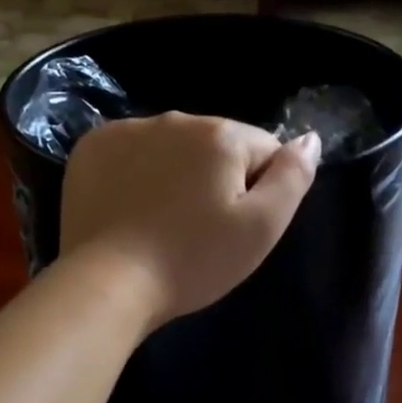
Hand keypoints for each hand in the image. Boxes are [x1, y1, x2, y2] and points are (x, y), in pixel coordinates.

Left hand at [59, 112, 319, 329]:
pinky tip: (129, 209)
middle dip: (216, 179)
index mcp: (221, 135)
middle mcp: (175, 118)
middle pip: (216, 146)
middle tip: (199, 229)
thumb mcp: (261, 228)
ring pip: (172, 147)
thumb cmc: (193, 260)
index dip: (258, 190)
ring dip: (175, 173)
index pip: (263, 150)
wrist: (108, 283)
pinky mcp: (91, 148)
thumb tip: (310, 139)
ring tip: (162, 223)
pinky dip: (135, 173)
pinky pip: (130, 152)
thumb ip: (293, 177)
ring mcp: (127, 130)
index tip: (234, 227)